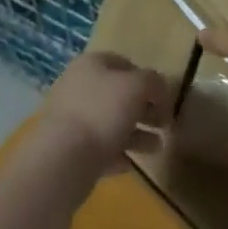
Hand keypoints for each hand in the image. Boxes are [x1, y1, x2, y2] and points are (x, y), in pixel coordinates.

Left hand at [36, 51, 168, 180]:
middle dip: (144, 110)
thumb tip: (158, 89)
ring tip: (157, 149)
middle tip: (164, 125)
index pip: (124, 63)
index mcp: (90, 65)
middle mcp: (78, 87)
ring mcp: (71, 120)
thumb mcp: (138, 87)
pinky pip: (99, 148)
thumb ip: (154, 82)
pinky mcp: (68, 150)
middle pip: (118, 95)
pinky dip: (117, 154)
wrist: (63, 159)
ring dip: (136, 135)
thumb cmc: (103, 111)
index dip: (147, 78)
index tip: (163, 98)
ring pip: (111, 123)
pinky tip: (132, 165)